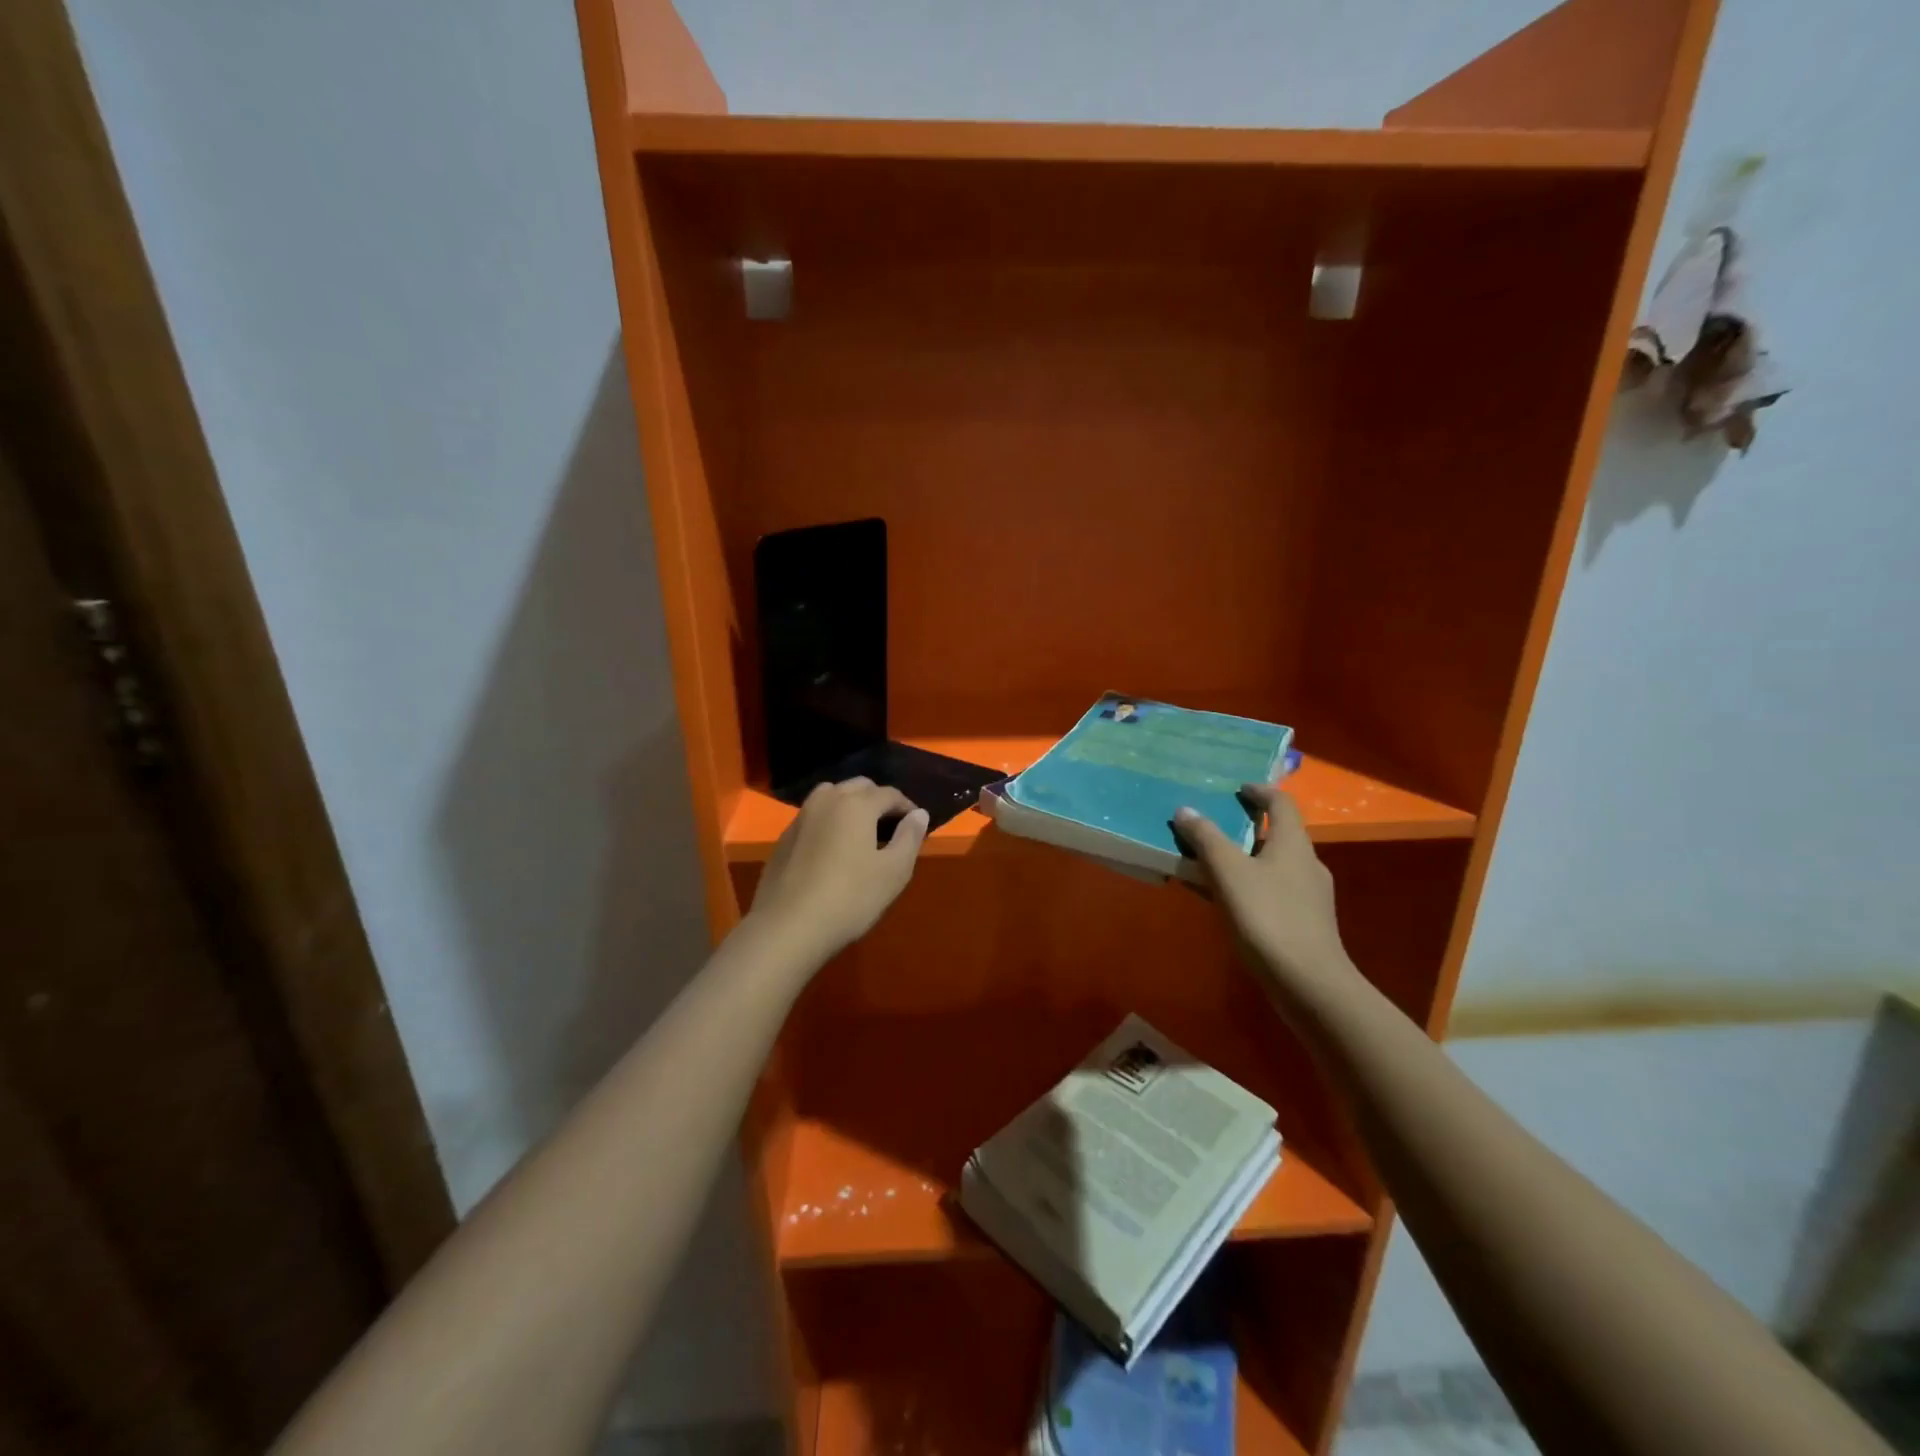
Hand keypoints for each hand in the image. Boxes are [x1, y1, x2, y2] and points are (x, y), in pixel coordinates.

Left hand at [746, 778, 928, 962]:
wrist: (787, 927)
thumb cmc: (850, 898)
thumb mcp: (893, 872)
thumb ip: (909, 837)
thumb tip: (919, 813)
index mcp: (856, 804)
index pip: (890, 794)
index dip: (907, 807)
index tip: (917, 826)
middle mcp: (826, 800)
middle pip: (858, 787)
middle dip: (878, 800)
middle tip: (891, 826)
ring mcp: (801, 817)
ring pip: (831, 797)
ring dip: (850, 805)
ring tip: (862, 833)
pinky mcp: (784, 838)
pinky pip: (814, 817)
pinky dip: (829, 822)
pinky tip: (832, 849)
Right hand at [1173, 784, 1352, 995]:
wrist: (1309, 983)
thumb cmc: (1268, 916)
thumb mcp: (1229, 872)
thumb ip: (1206, 839)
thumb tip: (1186, 810)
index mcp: (1293, 843)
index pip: (1281, 803)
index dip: (1259, 791)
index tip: (1237, 788)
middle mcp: (1306, 863)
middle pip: (1276, 834)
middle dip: (1244, 828)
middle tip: (1212, 827)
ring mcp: (1308, 895)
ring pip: (1271, 865)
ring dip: (1242, 859)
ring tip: (1209, 864)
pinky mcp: (1304, 922)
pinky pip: (1270, 890)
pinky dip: (1246, 885)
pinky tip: (1224, 900)